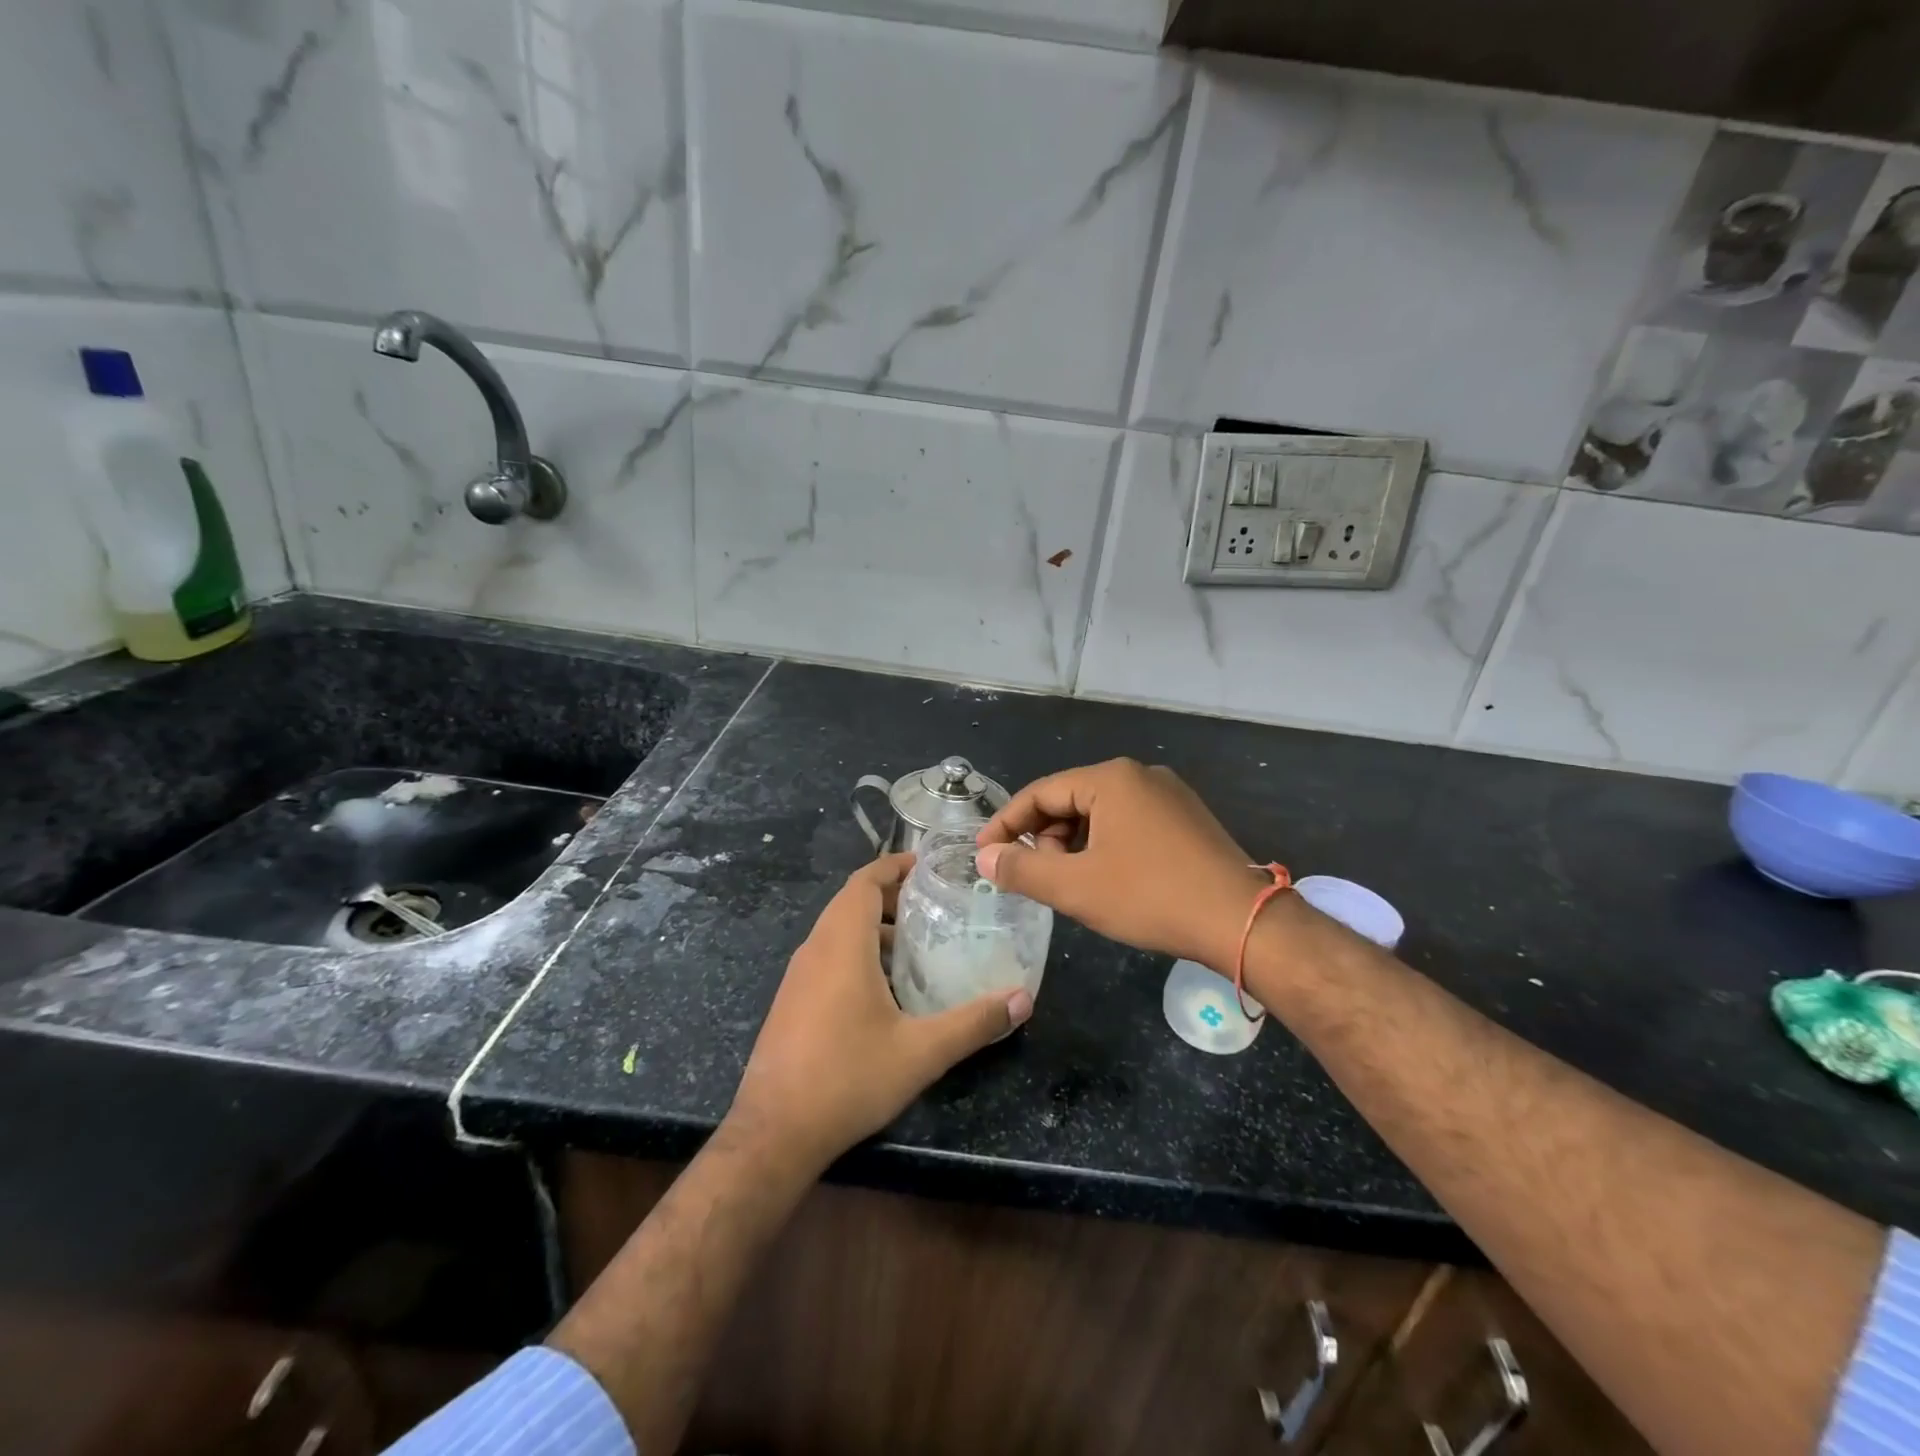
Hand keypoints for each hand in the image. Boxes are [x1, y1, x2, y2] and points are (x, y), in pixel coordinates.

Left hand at [728, 852, 1031, 1171]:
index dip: (894, 866)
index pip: (864, 881)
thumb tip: (1022, 1000)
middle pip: (851, 902)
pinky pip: (827, 956)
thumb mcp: (921, 1052)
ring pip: (837, 931)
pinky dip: (856, 952)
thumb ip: (974, 1022)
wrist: (774, 1133)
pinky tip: (885, 988)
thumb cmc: (848, 1078)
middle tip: (935, 904)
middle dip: (891, 896)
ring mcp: (797, 976)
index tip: (928, 865)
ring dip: (873, 926)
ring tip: (917, 943)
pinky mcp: (791, 1001)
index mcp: (841, 944)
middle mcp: (814, 949)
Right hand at [975, 759, 1268, 972]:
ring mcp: (1169, 795)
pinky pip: (1130, 823)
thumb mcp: (1076, 887)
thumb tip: (984, 858)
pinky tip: (1107, 879)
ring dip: (1074, 845)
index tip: (983, 853)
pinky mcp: (1187, 819)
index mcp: (1111, 778)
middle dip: (1045, 837)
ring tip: (1070, 883)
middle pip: (1071, 800)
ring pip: (1101, 813)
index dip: (1006, 824)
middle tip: (1033, 876)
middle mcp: (1140, 775)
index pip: (1040, 793)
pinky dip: (1105, 846)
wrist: (1243, 922)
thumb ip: (1022, 869)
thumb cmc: (1151, 897)